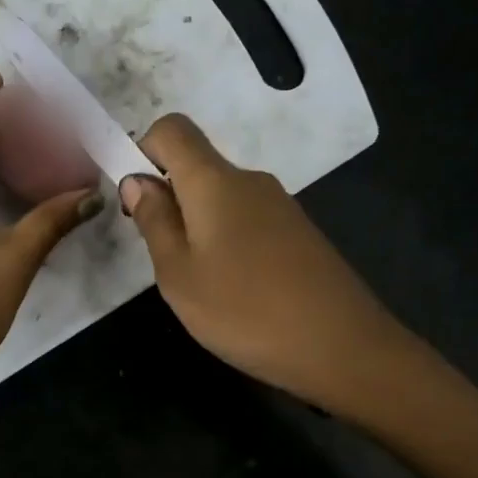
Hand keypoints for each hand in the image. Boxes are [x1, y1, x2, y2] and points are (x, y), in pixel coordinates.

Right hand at [120, 114, 413, 413]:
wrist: (344, 349)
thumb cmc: (245, 310)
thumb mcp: (178, 273)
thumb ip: (154, 220)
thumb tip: (136, 179)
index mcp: (215, 181)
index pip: (173, 129)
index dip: (143, 149)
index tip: (134, 197)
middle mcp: (250, 180)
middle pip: (196, 164)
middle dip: (166, 196)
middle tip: (160, 255)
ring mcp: (280, 206)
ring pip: (220, 196)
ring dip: (195, 224)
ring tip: (197, 281)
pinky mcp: (298, 233)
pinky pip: (246, 219)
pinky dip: (225, 239)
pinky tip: (234, 288)